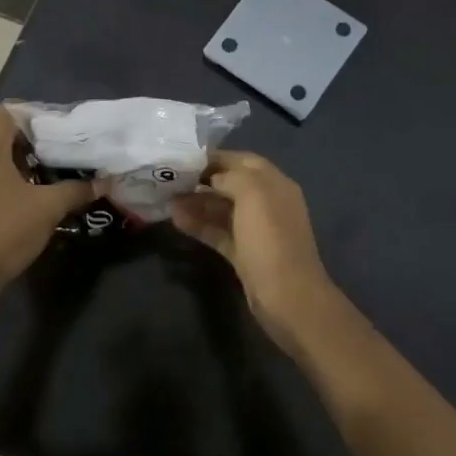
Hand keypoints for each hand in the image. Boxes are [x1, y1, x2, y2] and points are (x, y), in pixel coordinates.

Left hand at [0, 109, 95, 289]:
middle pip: (2, 130)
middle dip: (31, 137)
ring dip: (19, 156)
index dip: (38, 115)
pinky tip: (30, 190)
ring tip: (50, 168)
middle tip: (59, 148)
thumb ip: (77, 189)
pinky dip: (7, 172)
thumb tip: (106, 182)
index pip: (11, 111)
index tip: (63, 129)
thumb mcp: (49, 207)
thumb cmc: (6, 229)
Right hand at [172, 151, 340, 347]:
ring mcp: (257, 231)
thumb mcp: (253, 195)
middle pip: (232, 184)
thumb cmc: (270, 240)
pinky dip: (200, 225)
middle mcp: (268, 204)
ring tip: (168, 200)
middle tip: (172, 180)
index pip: (244, 161)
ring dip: (197, 203)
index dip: (216, 158)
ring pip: (223, 209)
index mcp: (276, 184)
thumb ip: (231, 177)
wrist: (287, 297)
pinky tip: (176, 221)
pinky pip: (219, 232)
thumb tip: (212, 179)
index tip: (185, 159)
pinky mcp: (245, 254)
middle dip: (203, 180)